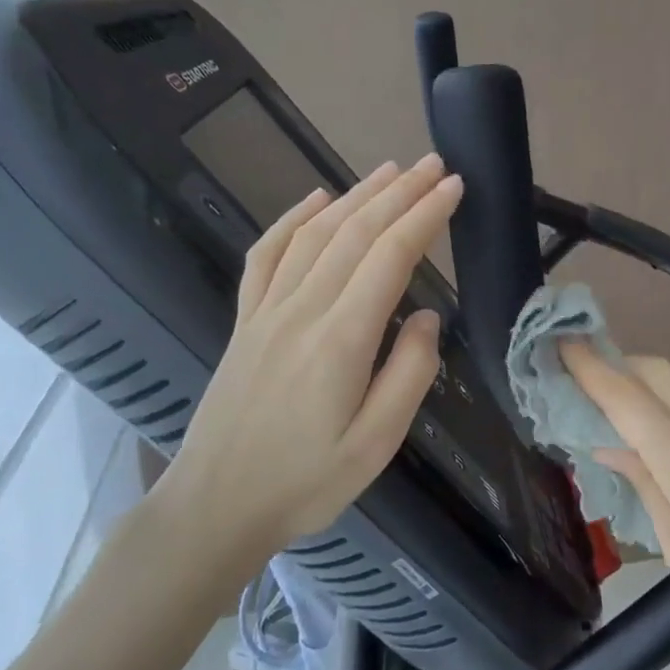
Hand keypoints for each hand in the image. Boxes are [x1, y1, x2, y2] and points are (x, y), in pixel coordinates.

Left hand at [159, 155, 462, 560]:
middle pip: (355, 232)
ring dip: (355, 195)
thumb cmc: (306, 481)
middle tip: (432, 164)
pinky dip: (293, 218)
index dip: (424, 216)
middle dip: (399, 193)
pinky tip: (315, 199)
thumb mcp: (377, 443)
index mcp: (341, 339)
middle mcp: (301, 309)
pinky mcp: (244, 320)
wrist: (216, 505)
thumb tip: (424, 316)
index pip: (390, 256)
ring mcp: (266, 310)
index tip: (453, 187)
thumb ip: (409, 374)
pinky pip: (266, 254)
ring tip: (389, 170)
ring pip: (315, 234)